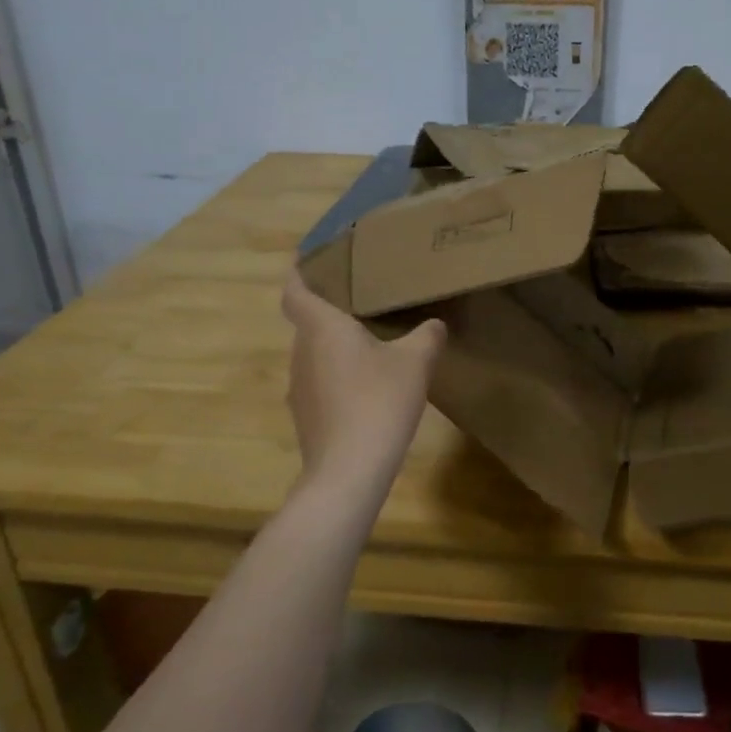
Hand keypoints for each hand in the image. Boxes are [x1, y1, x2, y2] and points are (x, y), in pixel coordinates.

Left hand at [281, 271, 446, 489]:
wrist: (349, 470)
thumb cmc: (379, 401)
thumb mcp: (416, 362)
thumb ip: (427, 336)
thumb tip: (434, 324)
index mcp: (321, 328)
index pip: (296, 291)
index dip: (299, 273)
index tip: (309, 261)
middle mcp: (302, 353)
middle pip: (308, 323)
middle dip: (331, 311)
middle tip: (363, 301)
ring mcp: (299, 388)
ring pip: (315, 355)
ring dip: (336, 348)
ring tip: (370, 344)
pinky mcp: (306, 417)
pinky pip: (321, 383)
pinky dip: (338, 377)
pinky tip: (367, 388)